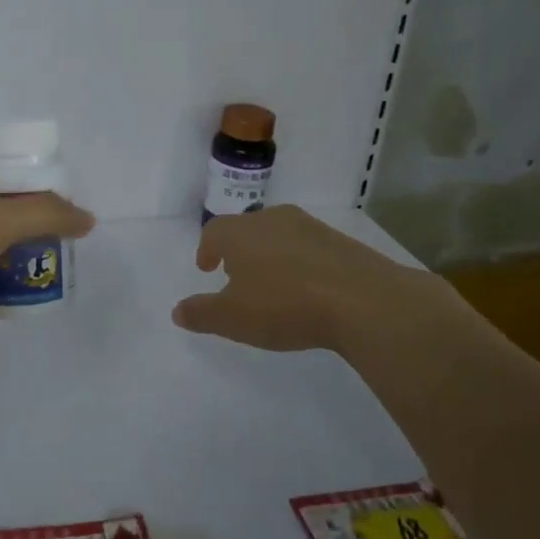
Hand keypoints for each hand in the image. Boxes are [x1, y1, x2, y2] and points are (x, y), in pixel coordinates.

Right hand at [171, 205, 458, 354]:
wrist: (362, 299)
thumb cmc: (284, 305)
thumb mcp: (233, 318)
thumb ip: (202, 313)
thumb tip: (177, 310)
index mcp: (240, 233)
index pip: (214, 231)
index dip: (207, 248)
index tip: (207, 266)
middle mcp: (271, 219)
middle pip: (246, 228)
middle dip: (238, 249)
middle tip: (236, 273)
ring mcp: (308, 227)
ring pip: (278, 234)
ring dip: (269, 253)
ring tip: (271, 280)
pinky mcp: (339, 241)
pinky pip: (308, 247)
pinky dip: (299, 261)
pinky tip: (306, 286)